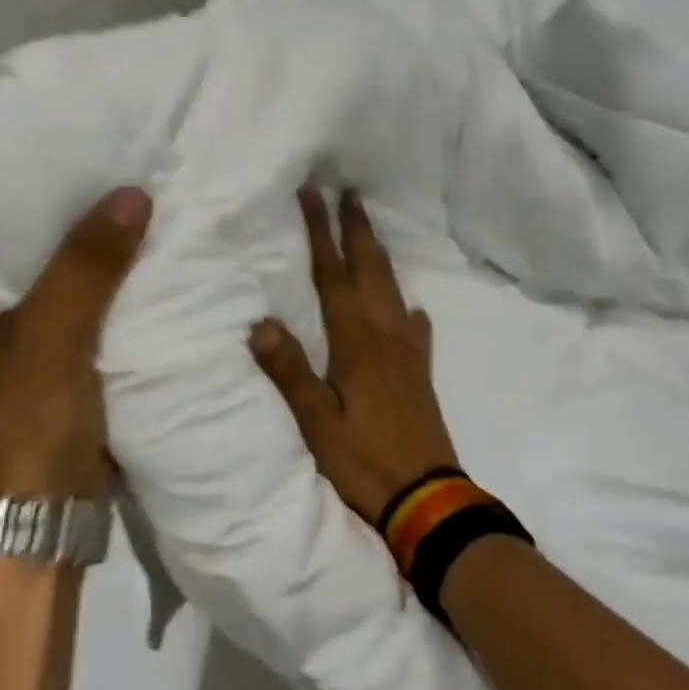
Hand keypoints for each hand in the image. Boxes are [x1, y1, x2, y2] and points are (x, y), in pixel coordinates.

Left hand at [0, 187, 151, 497]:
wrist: (51, 515)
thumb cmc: (28, 429)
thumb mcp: (50, 343)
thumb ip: (84, 271)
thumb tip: (133, 194)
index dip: (8, 179)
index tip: (51, 140)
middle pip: (22, 243)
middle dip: (63, 207)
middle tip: (107, 156)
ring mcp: (24, 334)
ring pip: (61, 272)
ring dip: (93, 244)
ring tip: (133, 190)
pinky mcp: (64, 355)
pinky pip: (90, 302)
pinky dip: (114, 281)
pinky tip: (146, 250)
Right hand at [250, 186, 459, 523]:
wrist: (427, 497)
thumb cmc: (364, 459)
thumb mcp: (316, 422)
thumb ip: (290, 372)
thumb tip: (261, 323)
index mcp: (356, 343)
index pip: (333, 276)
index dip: (321, 233)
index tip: (314, 193)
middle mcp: (386, 336)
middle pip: (370, 271)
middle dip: (357, 230)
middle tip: (350, 192)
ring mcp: (408, 353)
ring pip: (394, 290)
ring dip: (380, 255)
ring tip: (371, 230)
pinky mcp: (421, 373)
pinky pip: (416, 328)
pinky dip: (408, 308)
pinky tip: (409, 307)